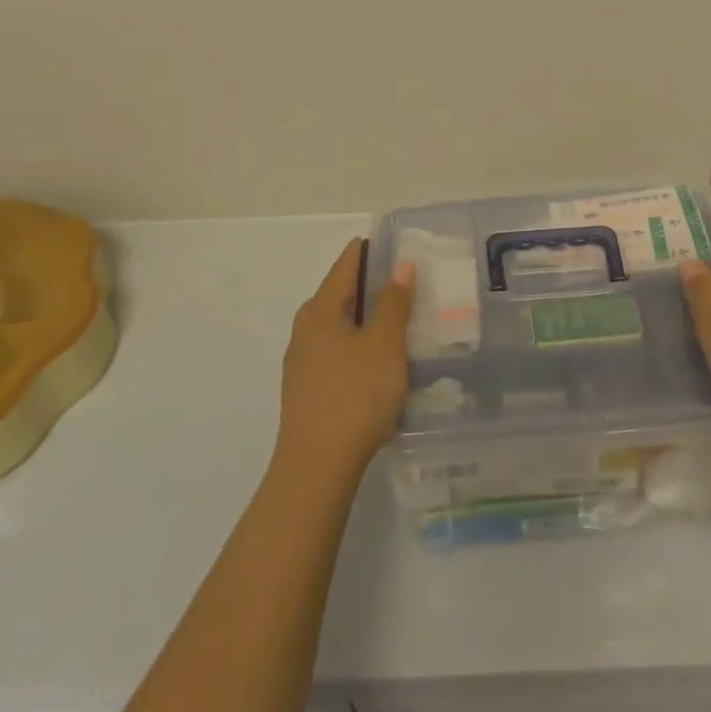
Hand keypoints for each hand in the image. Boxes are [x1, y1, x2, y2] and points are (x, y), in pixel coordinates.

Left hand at [274, 240, 415, 484]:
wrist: (316, 468)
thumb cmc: (355, 397)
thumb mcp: (384, 345)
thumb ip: (394, 302)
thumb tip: (400, 264)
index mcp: (320, 311)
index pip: (345, 265)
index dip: (369, 250)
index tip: (396, 243)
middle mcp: (305, 330)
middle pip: (340, 294)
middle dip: (371, 286)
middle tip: (407, 283)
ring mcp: (302, 362)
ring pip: (339, 326)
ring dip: (366, 318)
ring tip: (399, 321)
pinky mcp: (307, 389)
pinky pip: (337, 351)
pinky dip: (358, 344)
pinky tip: (378, 361)